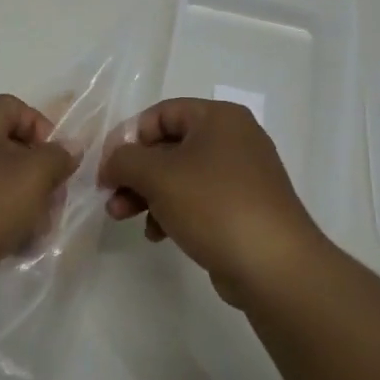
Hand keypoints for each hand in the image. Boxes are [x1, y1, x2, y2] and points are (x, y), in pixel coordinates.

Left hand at [0, 95, 77, 306]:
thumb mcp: (34, 175)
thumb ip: (58, 156)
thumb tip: (69, 147)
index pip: (16, 108)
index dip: (44, 129)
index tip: (59, 162)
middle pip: (10, 147)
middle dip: (39, 174)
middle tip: (54, 202)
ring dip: (26, 203)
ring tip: (38, 231)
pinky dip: (3, 222)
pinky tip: (17, 246)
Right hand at [99, 98, 327, 305]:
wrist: (273, 266)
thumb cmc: (214, 205)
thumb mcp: (157, 175)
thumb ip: (124, 160)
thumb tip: (111, 163)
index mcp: (218, 118)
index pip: (160, 114)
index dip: (127, 138)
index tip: (106, 168)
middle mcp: (233, 139)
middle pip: (168, 146)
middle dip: (133, 172)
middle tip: (110, 196)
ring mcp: (241, 175)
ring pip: (179, 175)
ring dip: (146, 194)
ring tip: (123, 218)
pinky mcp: (243, 208)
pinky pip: (197, 200)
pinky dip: (172, 211)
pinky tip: (158, 234)